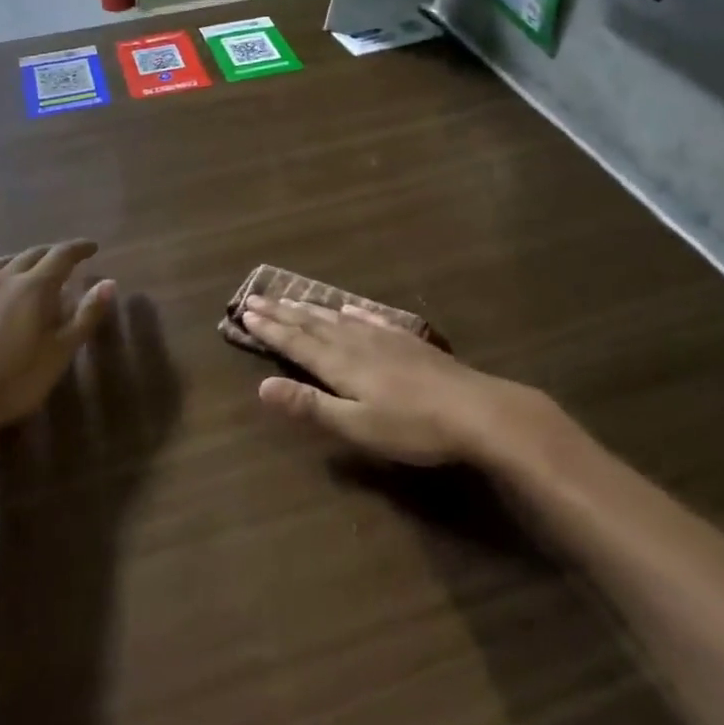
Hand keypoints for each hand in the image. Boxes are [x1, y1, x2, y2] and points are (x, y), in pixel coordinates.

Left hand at [0, 242, 114, 447]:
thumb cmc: (16, 380)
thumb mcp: (61, 351)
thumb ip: (86, 315)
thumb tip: (109, 282)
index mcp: (34, 287)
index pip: (62, 256)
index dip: (79, 249)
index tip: (92, 247)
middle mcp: (2, 280)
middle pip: (30, 255)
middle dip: (50, 253)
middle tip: (63, 259)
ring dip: (13, 262)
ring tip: (21, 266)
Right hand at [240, 297, 543, 465]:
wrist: (476, 410)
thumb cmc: (412, 427)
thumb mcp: (356, 425)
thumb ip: (310, 405)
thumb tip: (261, 387)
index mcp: (341, 364)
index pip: (297, 342)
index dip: (270, 329)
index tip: (246, 312)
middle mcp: (357, 343)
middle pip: (313, 324)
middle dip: (283, 313)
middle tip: (256, 297)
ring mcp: (386, 338)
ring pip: (339, 318)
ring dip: (312, 309)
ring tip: (292, 299)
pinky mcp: (408, 342)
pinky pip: (372, 319)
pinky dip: (354, 312)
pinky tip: (350, 308)